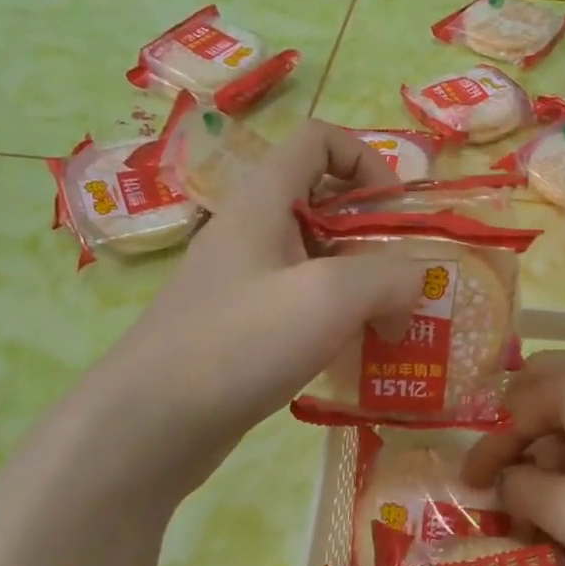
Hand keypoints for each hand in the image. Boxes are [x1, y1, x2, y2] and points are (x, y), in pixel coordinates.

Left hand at [20, 123, 423, 509]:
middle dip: (375, 234)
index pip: (320, 140)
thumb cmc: (238, 342)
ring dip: (362, 283)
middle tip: (408, 280)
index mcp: (264, 200)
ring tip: (395, 324)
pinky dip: (337, 318)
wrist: (148, 425)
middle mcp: (252, 230)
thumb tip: (415, 283)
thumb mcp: (329, 296)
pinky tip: (358, 354)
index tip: (398, 212)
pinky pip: (303, 304)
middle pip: (325, 202)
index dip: (367, 160)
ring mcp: (245, 281)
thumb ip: (389, 276)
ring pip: (317, 259)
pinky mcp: (243, 327)